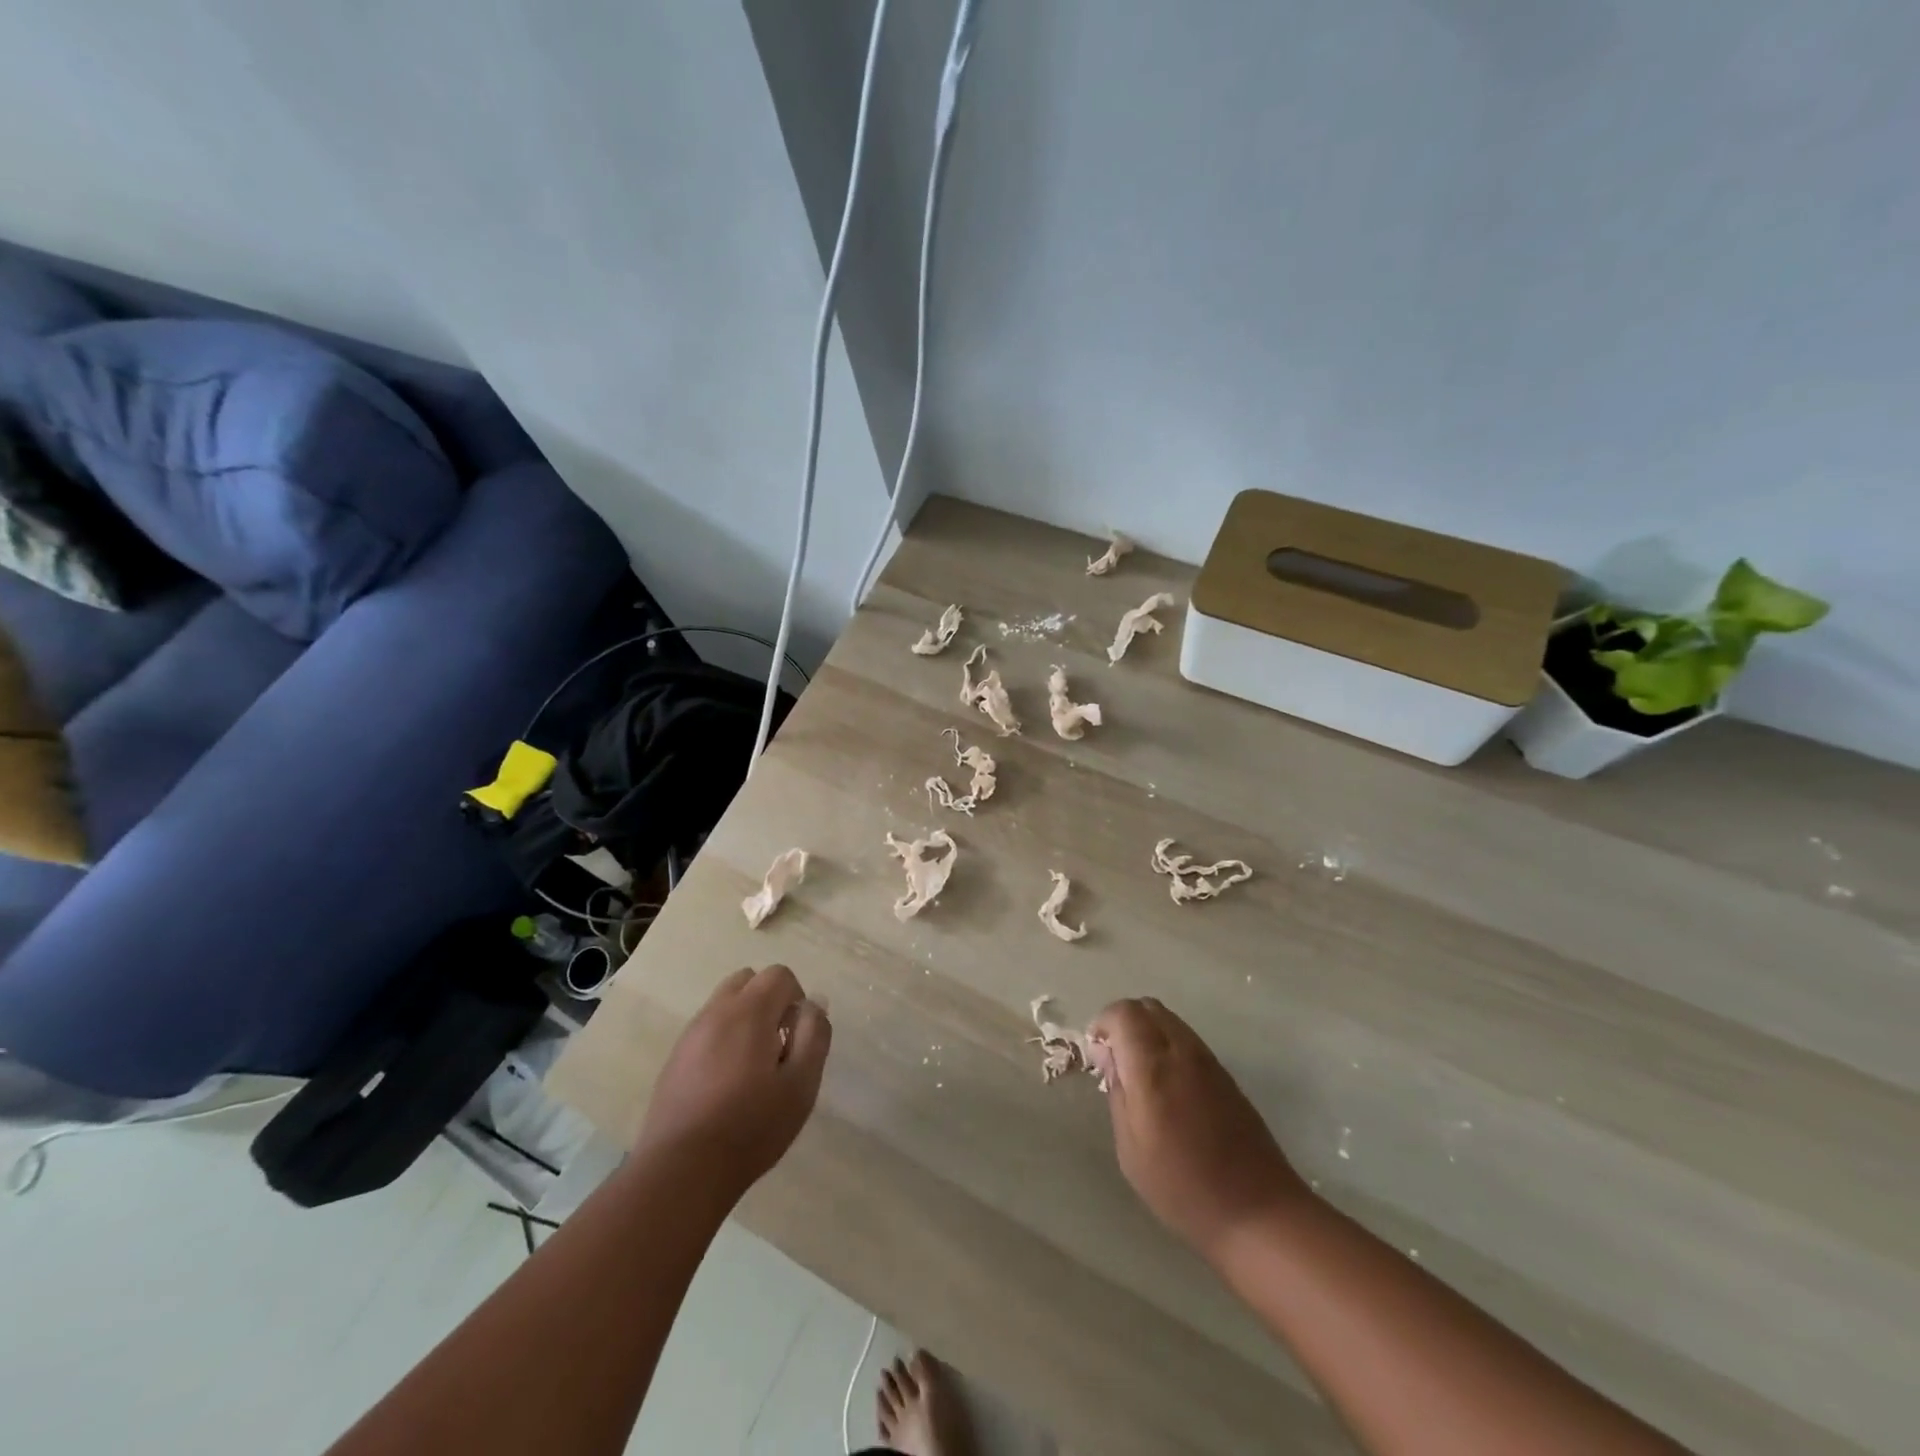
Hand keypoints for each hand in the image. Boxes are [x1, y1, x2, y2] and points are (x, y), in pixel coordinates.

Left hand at [636, 964, 830, 1201]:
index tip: (797, 1038)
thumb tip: (814, 1004)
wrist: (681, 1171)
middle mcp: (716, 1012)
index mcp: (749, 1011)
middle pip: (748, 980)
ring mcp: (690, 1035)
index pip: (779, 975)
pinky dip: (724, 1039)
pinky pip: (707, 1030)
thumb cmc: (751, 1126)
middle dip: (769, 1001)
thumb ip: (814, 1035)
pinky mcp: (675, 1059)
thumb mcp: (801, 1084)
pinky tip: (727, 1084)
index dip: (797, 999)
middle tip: (778, 1045)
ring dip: (745, 1019)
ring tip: (753, 1068)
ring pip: (724, 1004)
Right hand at [1088, 997, 1307, 1262]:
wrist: (1258, 1211)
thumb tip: (1109, 1056)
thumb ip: (1117, 1092)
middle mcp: (1182, 1051)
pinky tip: (1167, 1087)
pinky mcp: (1225, 1074)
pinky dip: (1167, 1046)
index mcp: (1153, 1067)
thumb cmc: (1182, 1187)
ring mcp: (1208, 1060)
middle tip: (1114, 1060)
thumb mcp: (1130, 1148)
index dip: (1103, 1023)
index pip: (1123, 1012)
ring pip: (1169, 1020)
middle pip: (1148, 1007)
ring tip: (1140, 1075)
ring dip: (1147, 1033)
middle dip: (1123, 1022)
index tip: (1097, 1055)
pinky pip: (1187, 1039)